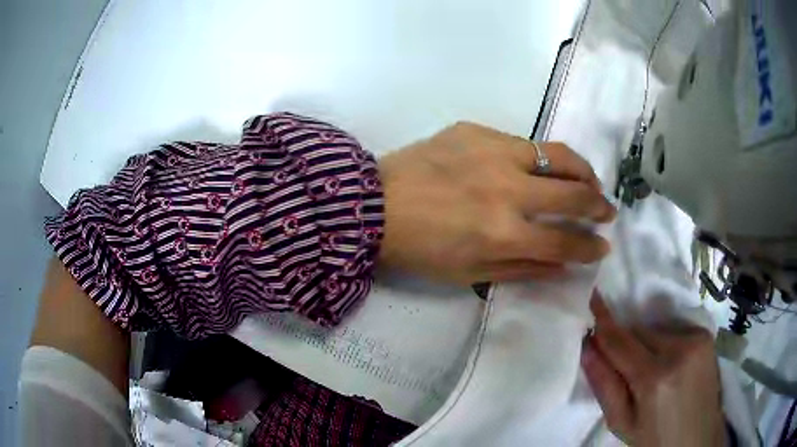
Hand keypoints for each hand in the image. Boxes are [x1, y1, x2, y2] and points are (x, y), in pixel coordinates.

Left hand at [376, 122, 615, 283]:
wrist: (372, 205)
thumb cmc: (418, 249)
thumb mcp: (469, 274)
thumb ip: (522, 269)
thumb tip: (564, 265)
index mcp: (503, 233)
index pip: (566, 241)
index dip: (590, 247)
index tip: (602, 247)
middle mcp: (507, 189)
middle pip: (574, 194)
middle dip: (599, 206)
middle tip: (607, 211)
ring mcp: (493, 152)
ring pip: (559, 154)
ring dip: (583, 171)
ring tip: (591, 181)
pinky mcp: (476, 131)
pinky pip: (523, 143)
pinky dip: (541, 159)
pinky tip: (540, 168)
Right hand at [582, 293, 725, 446]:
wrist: (698, 438)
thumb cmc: (656, 439)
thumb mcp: (623, 424)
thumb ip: (605, 385)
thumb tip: (588, 347)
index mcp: (655, 378)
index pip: (620, 341)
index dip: (602, 320)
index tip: (589, 295)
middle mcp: (679, 349)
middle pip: (638, 332)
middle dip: (626, 344)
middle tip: (626, 372)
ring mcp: (697, 338)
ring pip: (656, 329)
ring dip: (646, 344)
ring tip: (653, 373)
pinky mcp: (706, 335)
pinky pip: (674, 330)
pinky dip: (665, 343)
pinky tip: (671, 366)